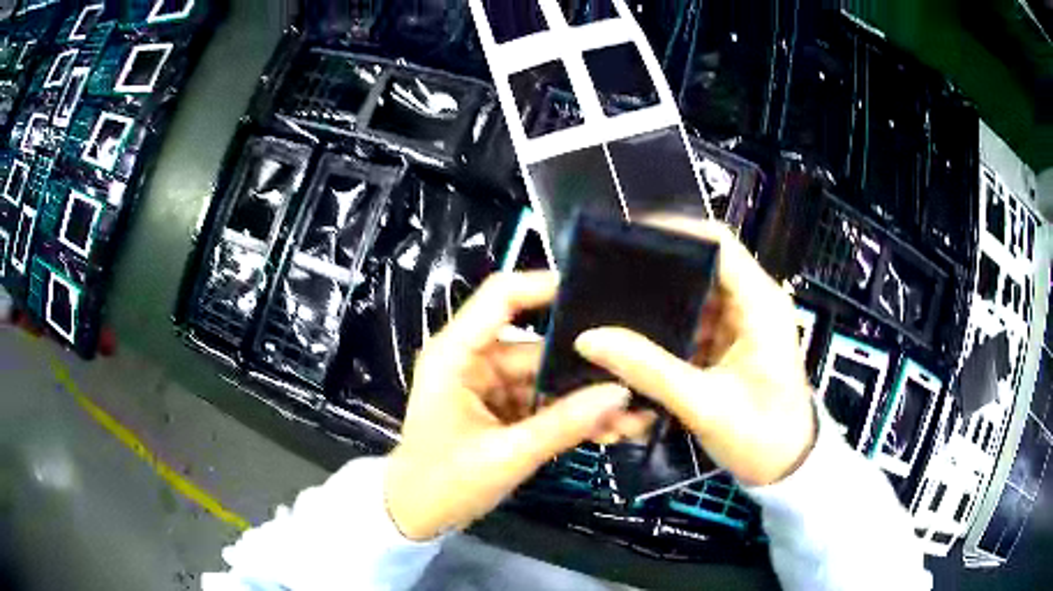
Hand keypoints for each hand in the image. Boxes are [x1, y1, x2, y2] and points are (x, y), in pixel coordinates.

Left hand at [385, 272, 638, 540]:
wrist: (415, 516)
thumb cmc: (443, 483)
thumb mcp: (506, 456)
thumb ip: (564, 425)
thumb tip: (621, 393)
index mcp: (457, 354)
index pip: (502, 296)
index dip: (545, 286)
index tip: (597, 293)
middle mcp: (473, 360)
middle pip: (538, 346)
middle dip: (585, 368)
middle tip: (637, 377)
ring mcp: (488, 386)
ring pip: (547, 379)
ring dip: (585, 398)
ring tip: (633, 415)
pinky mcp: (500, 409)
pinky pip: (543, 403)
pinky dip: (571, 416)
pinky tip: (609, 429)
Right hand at [575, 219, 816, 486]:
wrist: (786, 469)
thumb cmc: (762, 435)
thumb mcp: (705, 405)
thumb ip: (649, 370)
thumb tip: (591, 339)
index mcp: (760, 304)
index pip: (718, 243)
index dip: (674, 230)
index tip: (627, 237)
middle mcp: (751, 304)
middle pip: (700, 268)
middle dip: (656, 275)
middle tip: (608, 281)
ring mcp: (740, 326)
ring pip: (693, 299)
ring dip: (659, 309)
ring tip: (614, 311)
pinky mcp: (730, 346)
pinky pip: (693, 326)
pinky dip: (667, 335)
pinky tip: (638, 346)